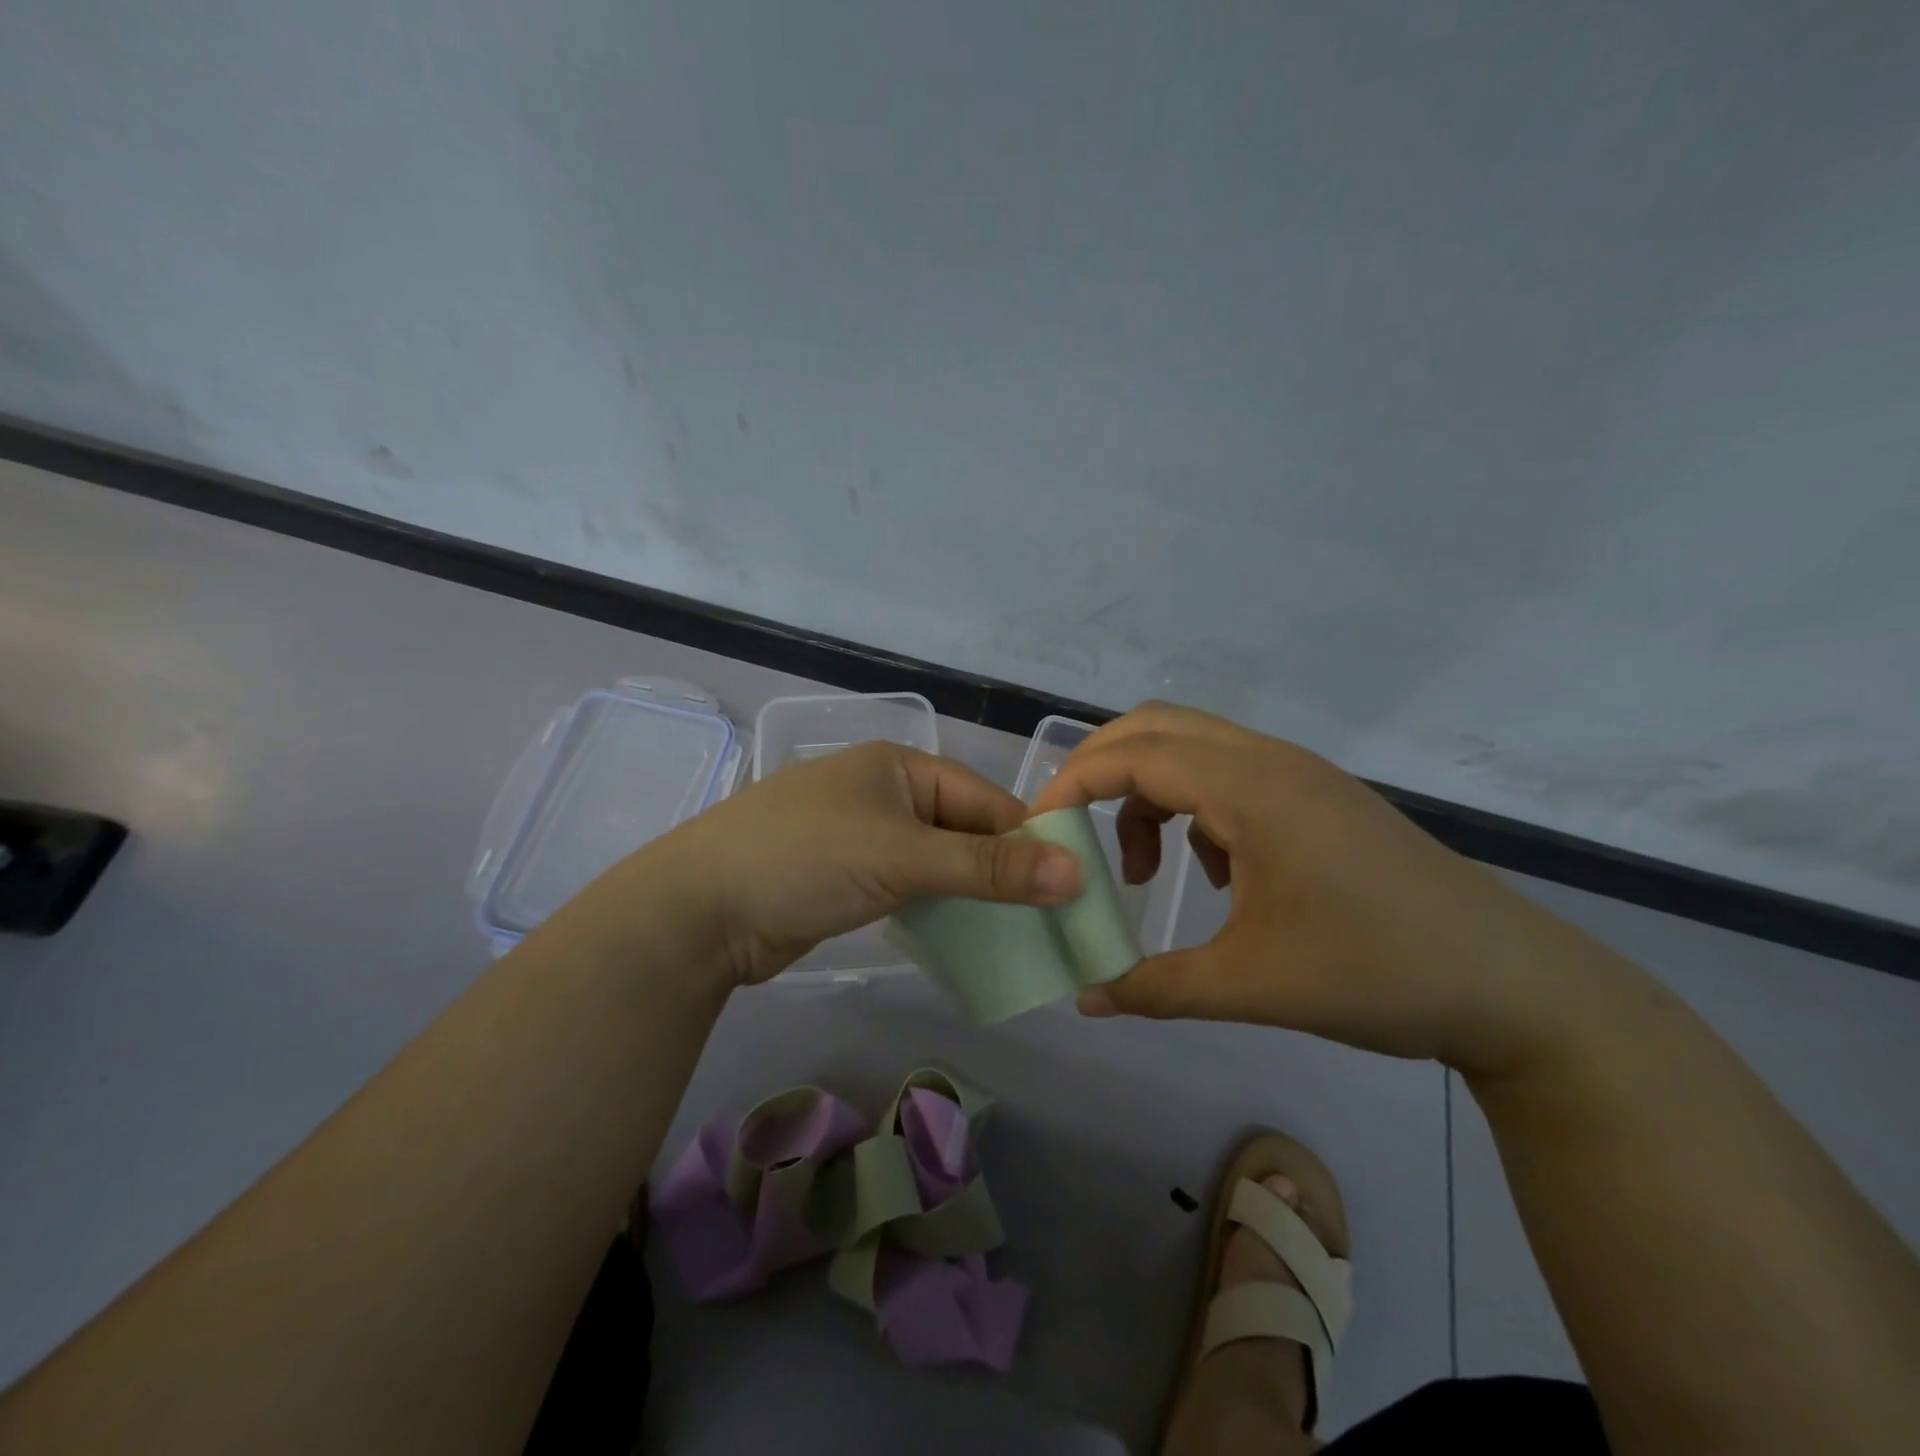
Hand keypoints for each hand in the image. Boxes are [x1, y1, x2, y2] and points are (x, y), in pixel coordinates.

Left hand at [649, 741, 1082, 985]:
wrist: (699, 910)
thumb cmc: (805, 859)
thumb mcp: (902, 857)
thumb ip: (988, 867)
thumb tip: (1076, 873)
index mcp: (900, 767)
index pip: (985, 800)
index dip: (1030, 840)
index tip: (1074, 887)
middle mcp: (886, 794)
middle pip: (965, 831)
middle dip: (1005, 872)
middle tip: (1054, 919)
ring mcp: (865, 837)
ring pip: (940, 862)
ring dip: (975, 894)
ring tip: (1024, 934)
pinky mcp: (850, 878)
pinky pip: (913, 887)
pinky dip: (940, 908)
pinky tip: (970, 937)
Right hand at [1030, 702, 1623, 1074]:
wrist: (1514, 986)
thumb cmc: (1378, 974)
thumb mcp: (1252, 986)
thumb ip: (1154, 988)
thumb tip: (1083, 998)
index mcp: (1252, 790)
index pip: (1134, 756)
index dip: (1073, 784)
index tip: (1039, 830)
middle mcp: (1271, 761)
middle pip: (1155, 726)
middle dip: (1099, 769)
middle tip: (1069, 827)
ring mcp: (1300, 773)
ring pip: (1192, 746)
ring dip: (1149, 792)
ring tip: (1148, 870)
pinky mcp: (1318, 795)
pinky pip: (1229, 772)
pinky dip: (1193, 805)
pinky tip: (1219, 873)